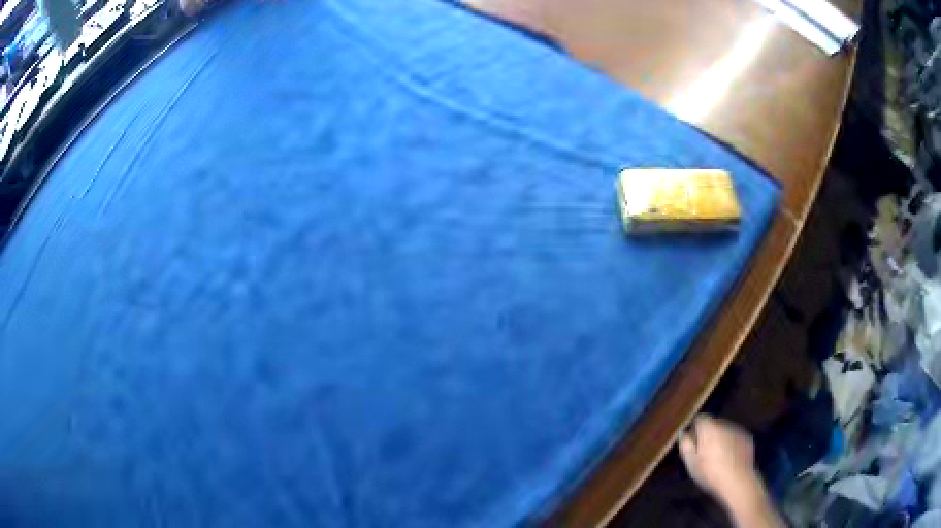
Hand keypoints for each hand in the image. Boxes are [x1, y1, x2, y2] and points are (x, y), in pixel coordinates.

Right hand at [678, 414, 761, 506]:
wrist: (737, 481)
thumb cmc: (710, 474)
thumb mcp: (691, 463)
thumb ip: (686, 445)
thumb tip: (683, 432)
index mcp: (709, 429)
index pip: (700, 419)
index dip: (695, 429)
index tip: (693, 442)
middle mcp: (724, 425)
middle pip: (713, 424)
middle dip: (708, 434)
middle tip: (704, 452)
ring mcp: (737, 430)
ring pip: (725, 430)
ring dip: (720, 438)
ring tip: (718, 457)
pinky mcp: (747, 438)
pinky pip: (735, 437)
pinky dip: (731, 443)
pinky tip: (730, 458)